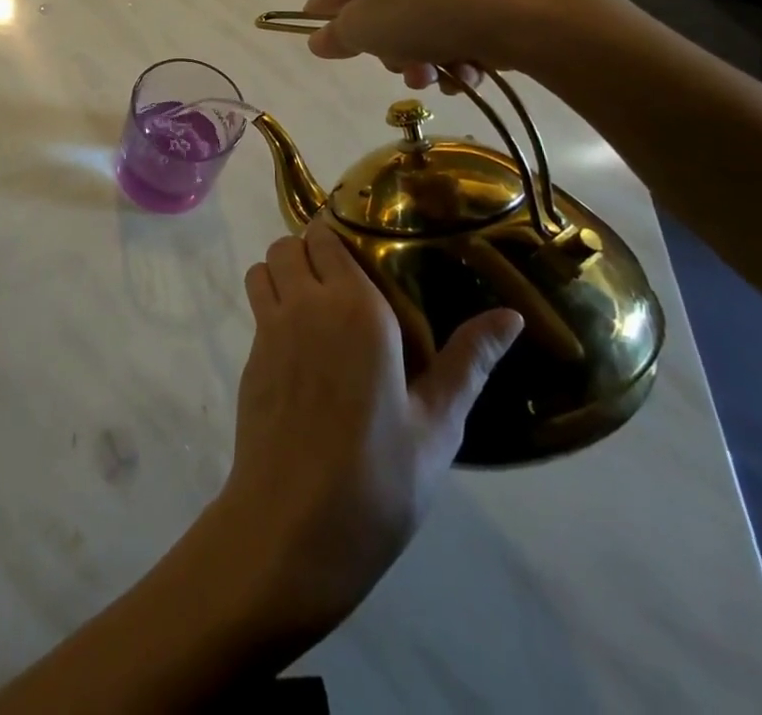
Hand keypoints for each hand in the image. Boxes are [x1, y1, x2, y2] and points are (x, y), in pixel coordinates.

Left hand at [211, 222, 522, 641]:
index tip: (362, 249)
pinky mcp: (250, 356)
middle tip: (342, 280)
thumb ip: (469, 361)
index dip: (338, 236)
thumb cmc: (380, 476)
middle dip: (310, 250)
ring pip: (264, 267)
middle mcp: (307, 303)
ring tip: (315, 304)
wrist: (295, 525)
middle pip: (290, 244)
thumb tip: (512, 316)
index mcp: (357, 308)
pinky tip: (299, 345)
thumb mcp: (438, 423)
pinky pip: (256, 305)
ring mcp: (270, 328)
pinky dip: (270, 303)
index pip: (328, 237)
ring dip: (283, 272)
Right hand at [302, 0, 602, 88]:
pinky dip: (454, 46)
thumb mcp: (364, 31)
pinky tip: (468, 69)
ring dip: (422, 55)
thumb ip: (335, 36)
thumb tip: (318, 39)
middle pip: (378, 4)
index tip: (349, 52)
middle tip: (403, 67)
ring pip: (416, 16)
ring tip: (440, 77)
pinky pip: (452, 16)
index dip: (338, 25)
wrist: (527, 8)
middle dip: (390, 47)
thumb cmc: (423, 11)